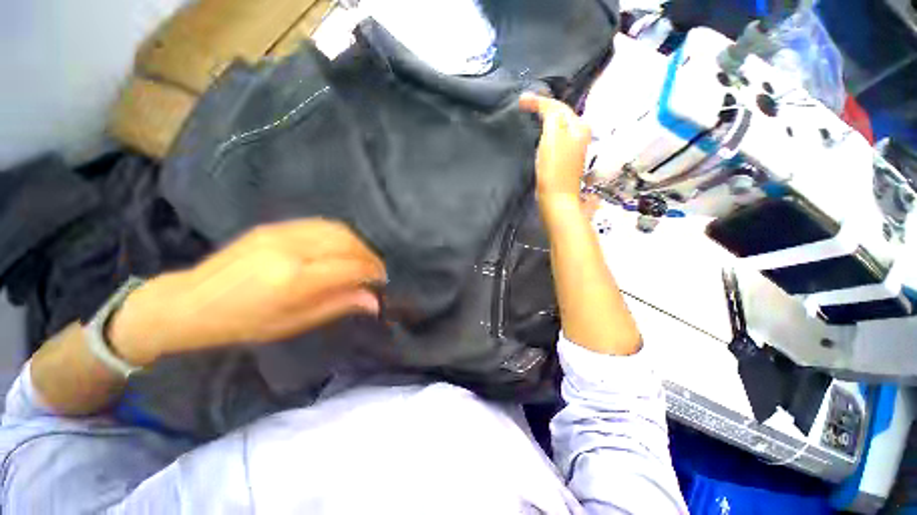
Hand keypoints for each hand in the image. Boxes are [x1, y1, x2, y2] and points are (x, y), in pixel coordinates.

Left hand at [109, 219, 385, 365]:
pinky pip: (321, 225)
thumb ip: (338, 305)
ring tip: (364, 259)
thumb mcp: (294, 323)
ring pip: (337, 230)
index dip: (372, 273)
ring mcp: (281, 233)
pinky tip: (344, 247)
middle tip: (377, 271)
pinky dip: (341, 235)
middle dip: (370, 256)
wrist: (190, 302)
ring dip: (358, 243)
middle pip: (348, 243)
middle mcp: (291, 249)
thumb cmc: (243, 323)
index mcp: (293, 280)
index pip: (350, 267)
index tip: (382, 281)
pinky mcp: (275, 226)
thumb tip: (374, 301)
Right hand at [519, 93, 591, 204]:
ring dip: (543, 121)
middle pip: (559, 116)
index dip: (539, 101)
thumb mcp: (553, 136)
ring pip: (556, 128)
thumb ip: (551, 116)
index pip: (558, 106)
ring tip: (528, 116)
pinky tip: (536, 137)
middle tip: (524, 105)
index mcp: (579, 127)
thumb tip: (545, 105)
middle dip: (542, 108)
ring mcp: (572, 149)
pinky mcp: (563, 161)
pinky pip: (554, 140)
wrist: (556, 199)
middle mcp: (579, 136)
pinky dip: (544, 134)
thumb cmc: (554, 169)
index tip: (520, 101)